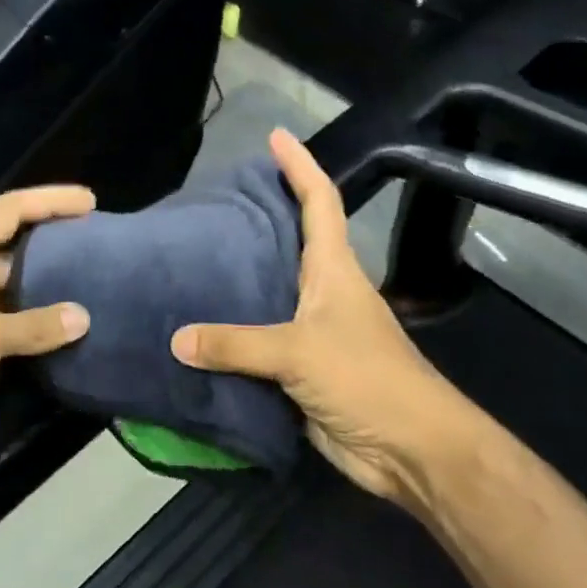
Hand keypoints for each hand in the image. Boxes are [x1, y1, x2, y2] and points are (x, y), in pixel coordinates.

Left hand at [0, 184, 94, 472]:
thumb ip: (35, 326)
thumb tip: (84, 317)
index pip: (11, 209)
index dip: (50, 201)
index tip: (90, 202)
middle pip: (13, 242)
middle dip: (52, 238)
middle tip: (96, 241)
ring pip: (12, 283)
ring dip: (46, 283)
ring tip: (90, 282)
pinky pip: (7, 320)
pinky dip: (33, 321)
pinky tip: (63, 328)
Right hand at [171, 129, 490, 513]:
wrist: (410, 451)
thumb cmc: (366, 380)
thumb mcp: (298, 352)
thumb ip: (235, 344)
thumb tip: (176, 339)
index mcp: (333, 270)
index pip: (319, 201)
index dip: (300, 166)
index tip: (276, 136)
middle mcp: (323, 292)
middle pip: (291, 241)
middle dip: (258, 216)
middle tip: (212, 201)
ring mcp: (313, 332)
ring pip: (269, 293)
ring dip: (238, 278)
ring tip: (192, 259)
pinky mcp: (302, 370)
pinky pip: (257, 343)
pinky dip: (231, 335)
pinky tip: (198, 330)